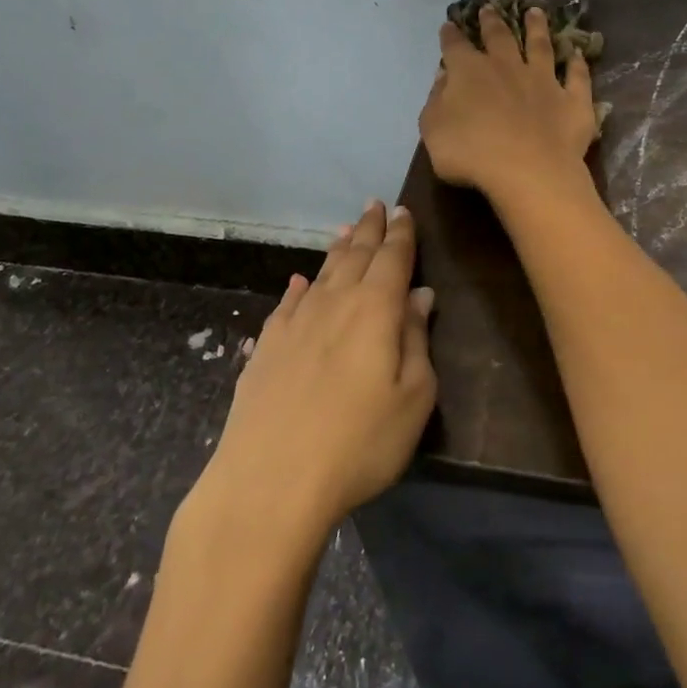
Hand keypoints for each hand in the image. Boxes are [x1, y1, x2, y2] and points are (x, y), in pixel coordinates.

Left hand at [191, 201, 436, 547]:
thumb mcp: (412, 397)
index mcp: (375, 308)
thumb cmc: (358, 443)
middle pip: (356, 254)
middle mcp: (334, 302)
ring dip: (338, 248)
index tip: (403, 211)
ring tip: (346, 230)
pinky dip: (299, 287)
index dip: (400, 233)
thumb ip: (416, 339)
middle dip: (369, 229)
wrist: (270, 482)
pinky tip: (299, 282)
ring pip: (322, 272)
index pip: (392, 257)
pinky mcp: (266, 346)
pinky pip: (288, 302)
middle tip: (375, 205)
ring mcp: (295, 322)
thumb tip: (419, 296)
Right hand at [420, 5, 598, 203]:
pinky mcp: (572, 99)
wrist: (527, 171)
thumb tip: (444, 78)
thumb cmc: (471, 153)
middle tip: (490, 8)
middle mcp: (507, 67)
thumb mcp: (433, 130)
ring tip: (535, 12)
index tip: (449, 26)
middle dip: (492, 22)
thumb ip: (436, 101)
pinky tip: (578, 54)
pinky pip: (577, 77)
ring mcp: (544, 80)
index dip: (450, 36)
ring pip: (541, 46)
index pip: (455, 47)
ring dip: (537, 28)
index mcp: (469, 73)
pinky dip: (578, 64)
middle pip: (499, 37)